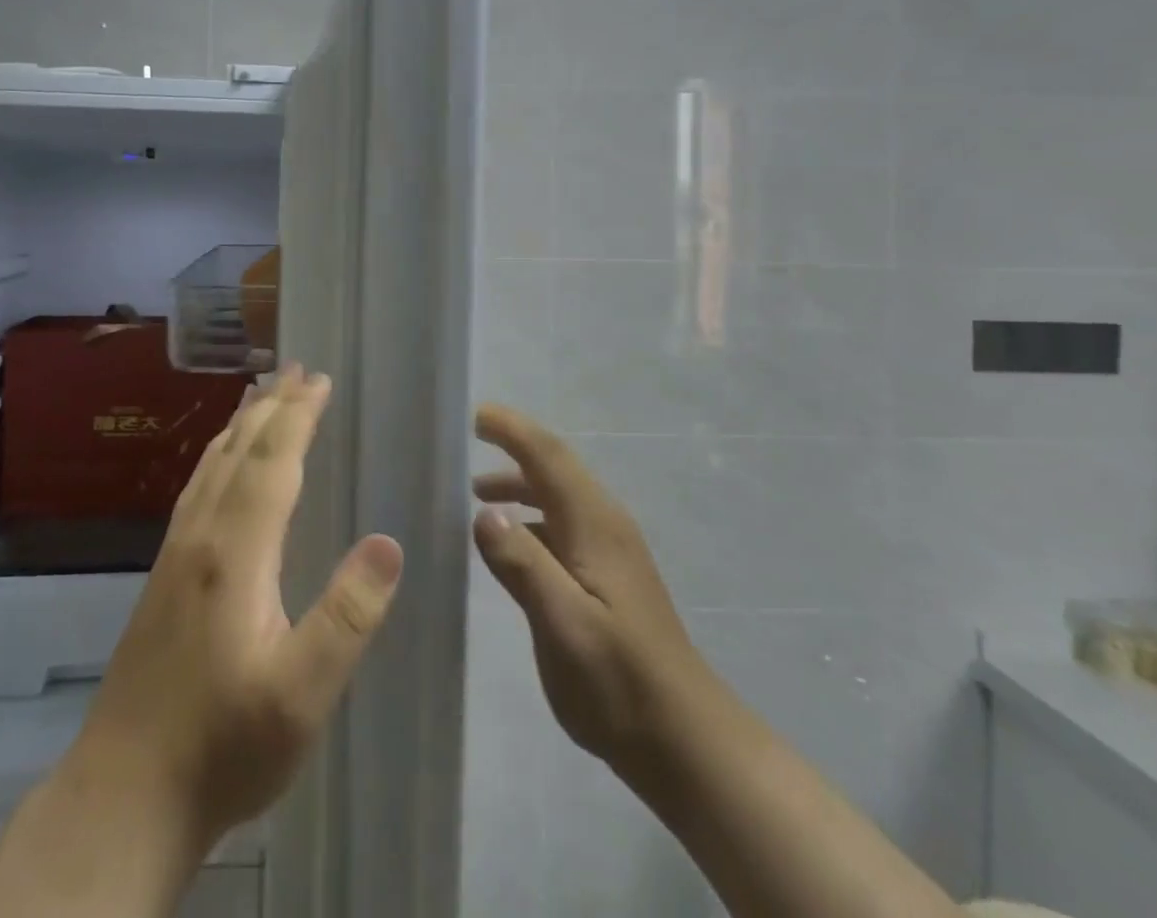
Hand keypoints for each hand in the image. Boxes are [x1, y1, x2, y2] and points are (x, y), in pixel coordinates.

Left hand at [73, 366, 404, 854]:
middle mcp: (201, 536)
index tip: (321, 380)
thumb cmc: (223, 745)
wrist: (124, 794)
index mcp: (236, 552)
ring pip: (211, 465)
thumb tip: (389, 542)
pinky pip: (196, 488)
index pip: (273, 462)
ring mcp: (175, 554)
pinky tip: (219, 465)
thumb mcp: (301, 694)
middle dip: (272, 406)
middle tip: (297, 369)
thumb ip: (347, 616)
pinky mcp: (164, 576)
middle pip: (239, 451)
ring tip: (260, 395)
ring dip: (241, 424)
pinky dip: (216, 456)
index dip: (299, 416)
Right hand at [470, 403, 697, 773]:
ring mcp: (610, 551)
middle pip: (556, 468)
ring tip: (478, 492)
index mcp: (594, 523)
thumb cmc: (618, 680)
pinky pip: (562, 525)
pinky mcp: (609, 577)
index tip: (477, 415)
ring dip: (520, 484)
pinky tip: (512, 543)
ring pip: (559, 497)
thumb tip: (484, 512)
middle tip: (472, 439)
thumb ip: (522, 563)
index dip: (513, 430)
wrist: (684, 740)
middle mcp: (605, 524)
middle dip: (515, 446)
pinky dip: (531, 517)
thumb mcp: (562, 622)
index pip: (549, 456)